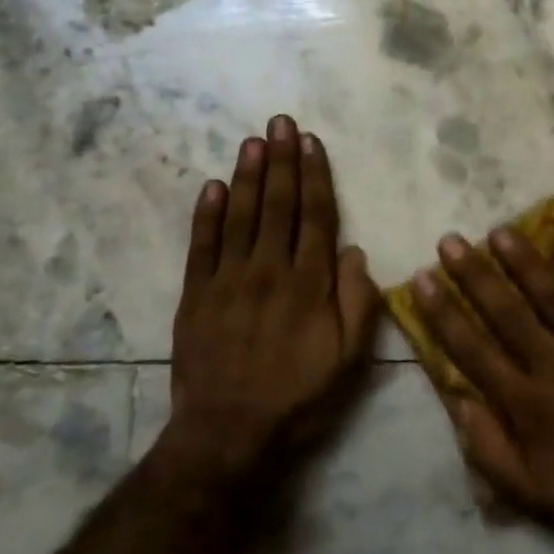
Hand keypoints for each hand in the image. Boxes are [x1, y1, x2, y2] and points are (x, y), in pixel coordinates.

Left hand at [162, 115, 379, 490]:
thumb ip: (358, 303)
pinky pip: (201, 245)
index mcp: (310, 284)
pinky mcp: (196, 294)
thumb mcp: (348, 360)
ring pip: (240, 215)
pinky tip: (212, 185)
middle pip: (277, 204)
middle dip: (280, 160)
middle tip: (279, 121)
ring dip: (247, 175)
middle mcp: (270, 270)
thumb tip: (355, 252)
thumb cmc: (298, 398)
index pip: (316, 216)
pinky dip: (206, 213)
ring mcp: (228, 279)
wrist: (229, 432)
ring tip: (252, 141)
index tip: (311, 142)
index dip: (315, 176)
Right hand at [414, 228, 553, 553]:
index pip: (474, 349)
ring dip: (524, 261)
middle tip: (451, 240)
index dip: (444, 313)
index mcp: (530, 405)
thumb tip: (457, 402)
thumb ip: (489, 450)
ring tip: (500, 231)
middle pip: (507, 311)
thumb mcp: (535, 498)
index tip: (423, 279)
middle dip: (474, 274)